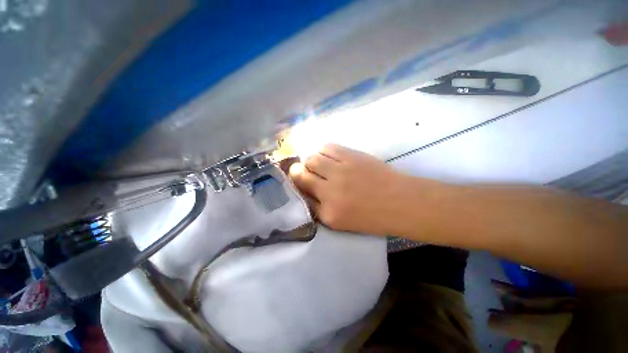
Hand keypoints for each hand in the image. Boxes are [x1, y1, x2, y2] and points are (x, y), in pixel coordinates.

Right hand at [288, 144, 419, 235]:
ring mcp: (340, 172)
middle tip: (302, 170)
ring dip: (310, 160)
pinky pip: (326, 147)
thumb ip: (322, 208)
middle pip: (301, 176)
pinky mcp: (351, 156)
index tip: (299, 183)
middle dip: (297, 172)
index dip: (298, 188)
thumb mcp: (342, 221)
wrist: (402, 202)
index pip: (301, 197)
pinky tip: (328, 155)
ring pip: (311, 159)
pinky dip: (322, 150)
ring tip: (317, 162)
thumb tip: (307, 191)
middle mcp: (329, 192)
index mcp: (328, 214)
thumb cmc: (374, 216)